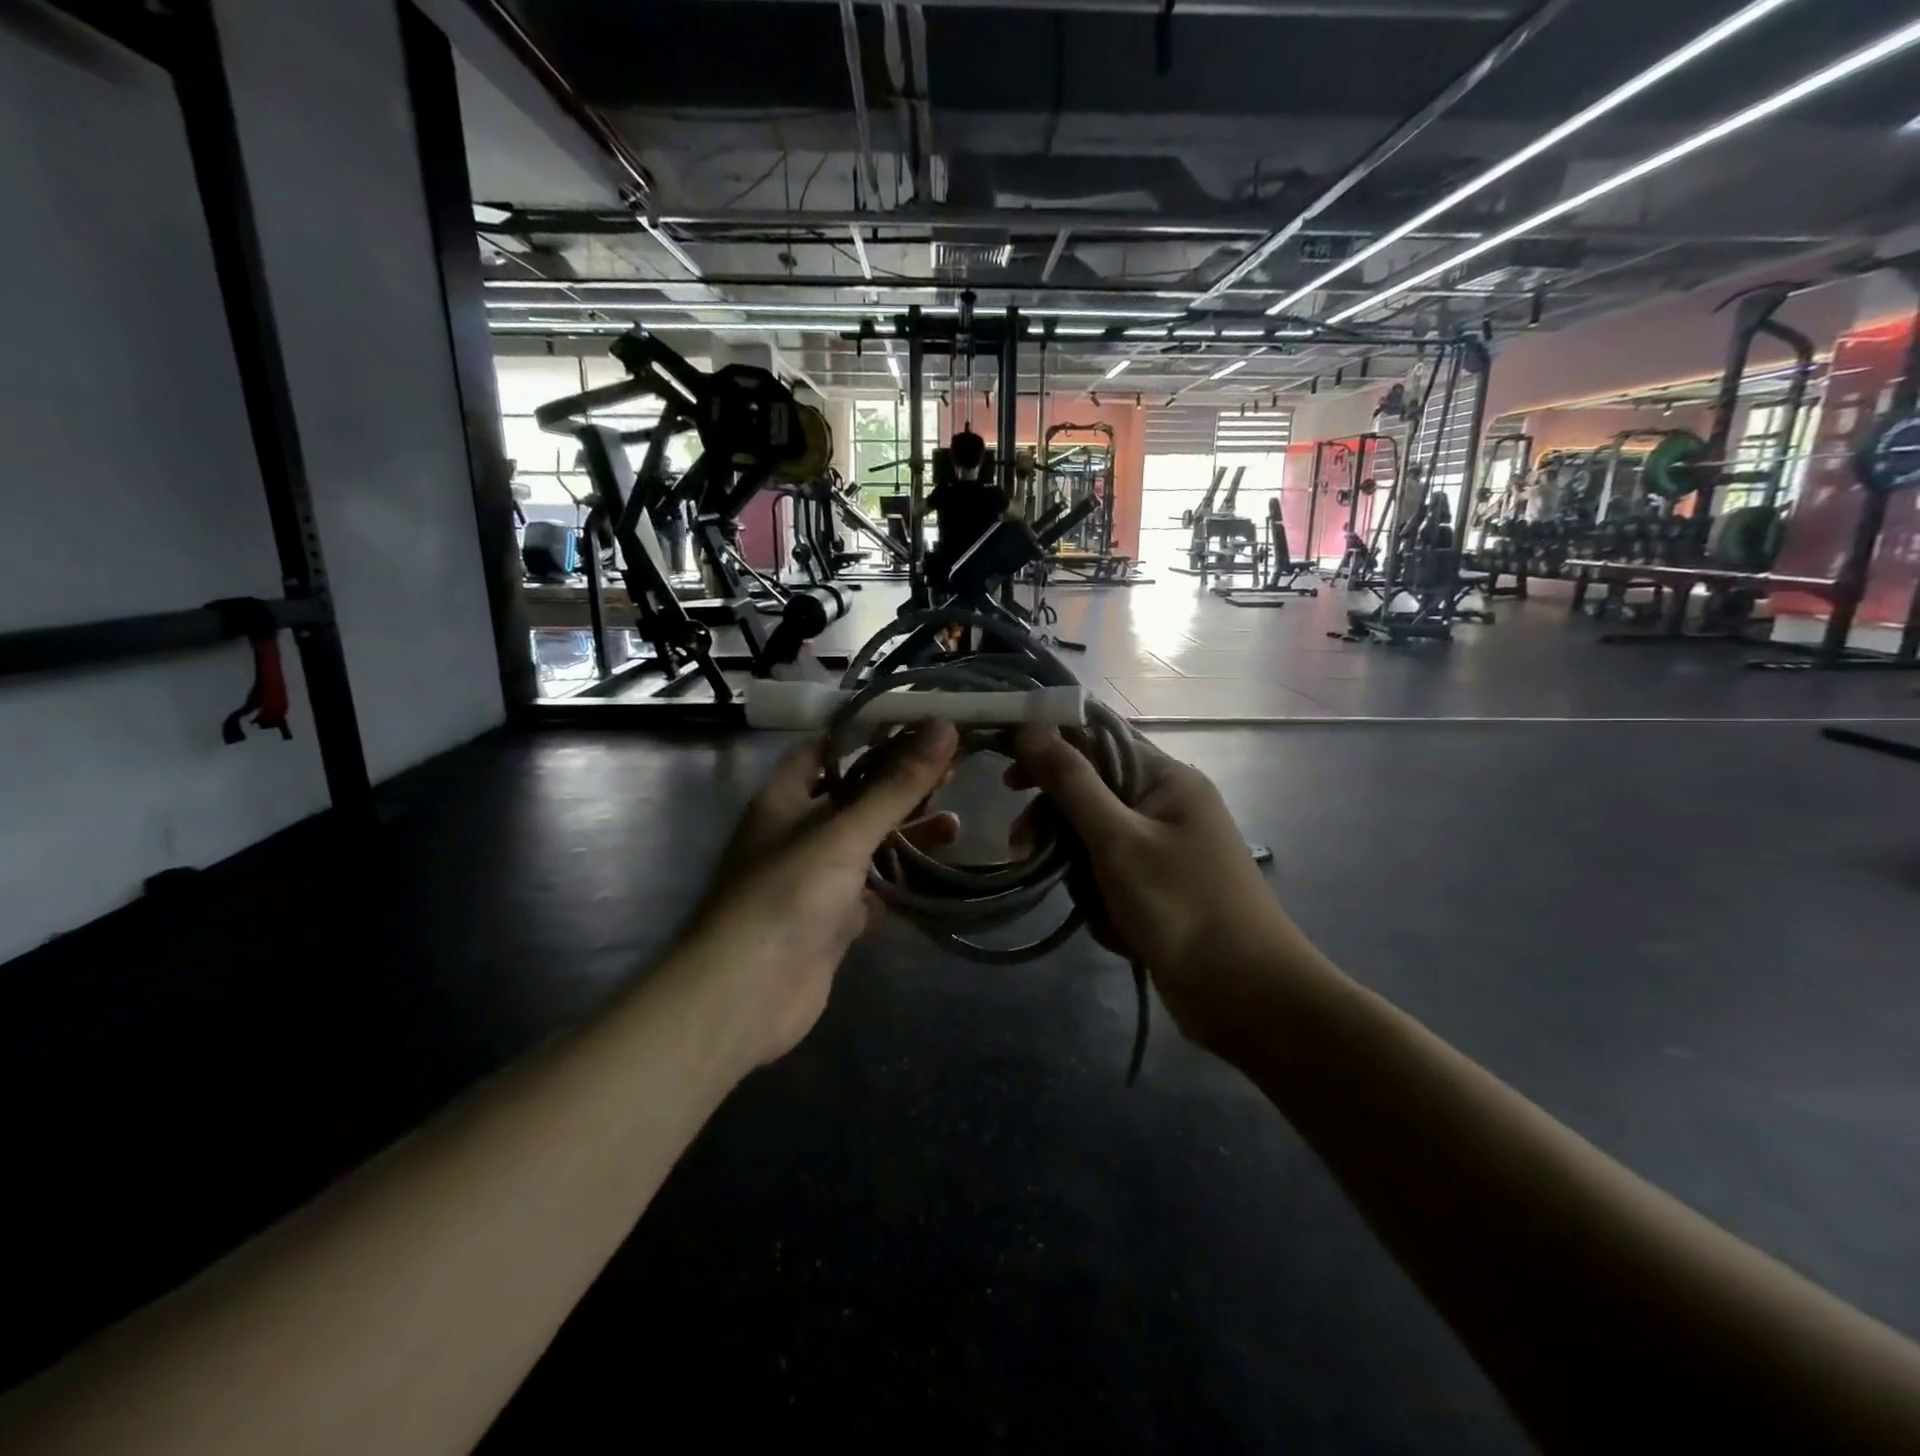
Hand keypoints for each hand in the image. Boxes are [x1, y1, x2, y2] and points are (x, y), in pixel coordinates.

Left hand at [680, 721, 961, 1065]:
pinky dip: (900, 882)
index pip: (828, 748)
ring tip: (955, 824)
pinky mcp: (831, 919)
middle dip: (900, 785)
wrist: (746, 994)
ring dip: (906, 834)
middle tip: (952, 771)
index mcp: (785, 798)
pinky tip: (938, 874)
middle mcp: (797, 832)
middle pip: (855, 796)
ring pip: (867, 845)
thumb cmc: (788, 895)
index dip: (871, 732)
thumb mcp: (845, 832)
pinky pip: (871, 890)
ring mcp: (814, 878)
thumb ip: (896, 784)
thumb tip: (943, 726)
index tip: (921, 723)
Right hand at [1008, 725, 1285, 1051]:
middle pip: (1090, 794)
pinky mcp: (1159, 888)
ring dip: (1079, 871)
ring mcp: (1164, 849)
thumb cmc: (1182, 906)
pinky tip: (1115, 928)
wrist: (1247, 997)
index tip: (1009, 782)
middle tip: (1021, 848)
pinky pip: (1111, 877)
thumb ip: (1071, 782)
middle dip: (1057, 824)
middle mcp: (1166, 805)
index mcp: (1166, 778)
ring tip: (1086, 905)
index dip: (1050, 751)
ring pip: (1094, 841)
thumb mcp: (1117, 840)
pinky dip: (1104, 900)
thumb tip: (1031, 726)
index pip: (1097, 740)